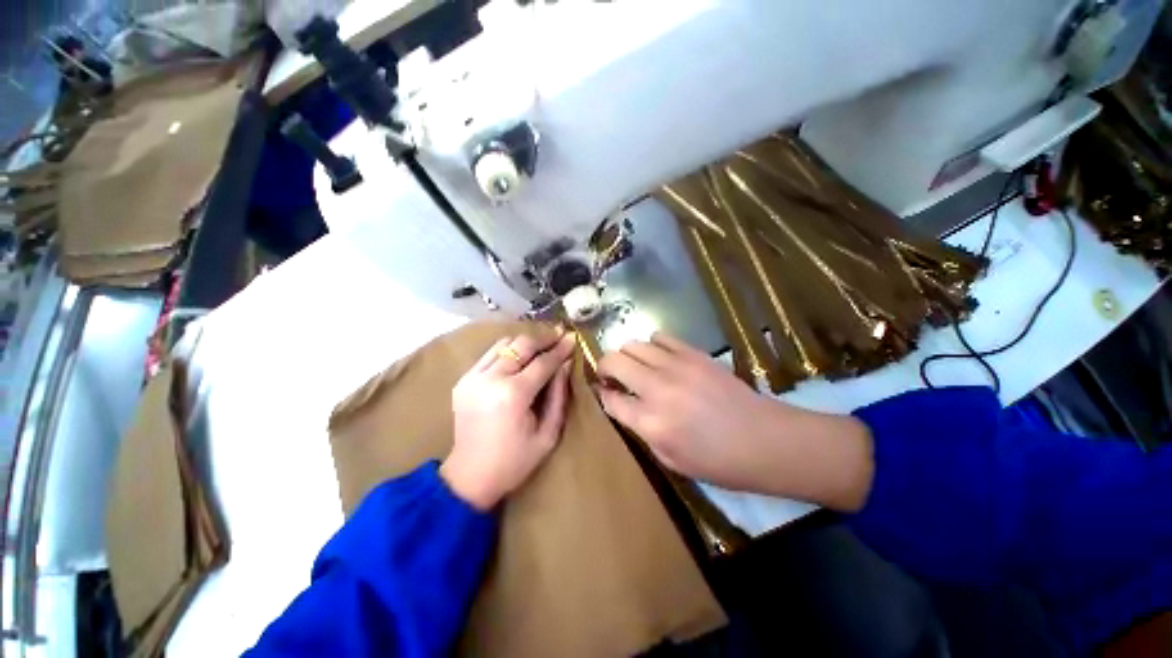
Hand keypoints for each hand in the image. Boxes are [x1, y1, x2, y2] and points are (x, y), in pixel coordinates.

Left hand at [441, 329, 575, 509]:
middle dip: (543, 338)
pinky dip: (508, 350)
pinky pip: (490, 354)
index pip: (542, 363)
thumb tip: (565, 365)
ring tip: (542, 344)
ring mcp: (472, 377)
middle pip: (521, 345)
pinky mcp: (463, 380)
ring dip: (525, 342)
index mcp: (513, 395)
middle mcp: (490, 379)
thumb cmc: (514, 462)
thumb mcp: (548, 434)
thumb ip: (558, 396)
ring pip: (504, 343)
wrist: (469, 477)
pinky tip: (520, 357)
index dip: (560, 349)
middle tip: (559, 334)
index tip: (573, 338)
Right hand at [596, 332, 873, 511]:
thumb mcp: (670, 459)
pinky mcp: (694, 353)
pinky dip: (652, 345)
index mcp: (651, 423)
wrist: (765, 440)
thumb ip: (640, 429)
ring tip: (636, 366)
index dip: (603, 394)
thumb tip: (621, 403)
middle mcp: (657, 389)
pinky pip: (660, 337)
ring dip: (627, 355)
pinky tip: (660, 358)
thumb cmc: (717, 461)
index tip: (605, 392)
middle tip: (612, 376)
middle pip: (614, 361)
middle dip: (605, 367)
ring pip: (633, 344)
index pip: (610, 398)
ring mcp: (676, 366)